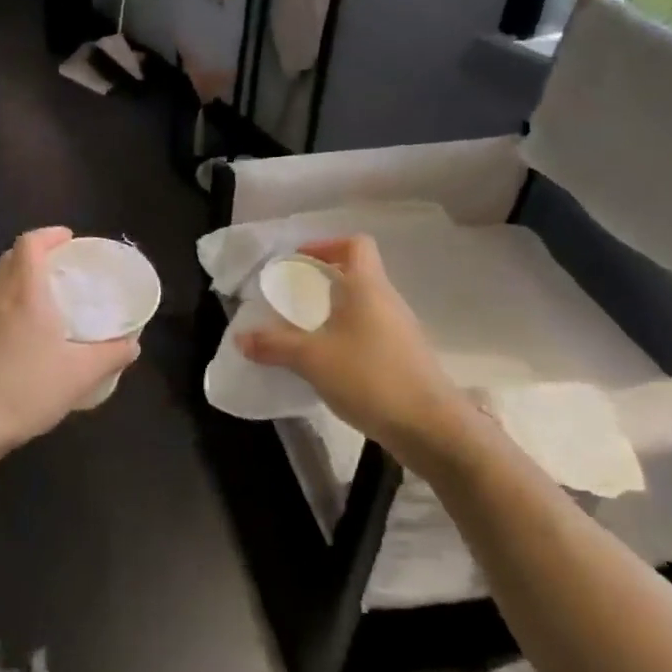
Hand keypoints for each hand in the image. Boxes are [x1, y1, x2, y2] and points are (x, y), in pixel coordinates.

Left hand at [0, 228, 139, 466]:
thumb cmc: (24, 388)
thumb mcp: (80, 375)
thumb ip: (110, 356)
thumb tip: (132, 344)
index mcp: (24, 292)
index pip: (29, 243)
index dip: (49, 235)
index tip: (70, 239)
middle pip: (11, 258)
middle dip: (37, 254)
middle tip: (63, 267)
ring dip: (21, 280)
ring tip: (47, 300)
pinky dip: (10, 305)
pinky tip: (25, 335)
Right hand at [237, 236, 471, 470]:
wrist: (431, 427)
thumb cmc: (370, 377)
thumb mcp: (312, 359)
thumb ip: (274, 345)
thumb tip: (241, 338)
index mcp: (368, 287)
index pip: (355, 244)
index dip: (326, 245)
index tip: (299, 262)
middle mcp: (387, 300)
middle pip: (356, 274)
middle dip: (322, 282)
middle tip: (291, 300)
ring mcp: (400, 330)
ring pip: (363, 306)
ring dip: (334, 312)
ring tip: (304, 333)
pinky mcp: (404, 357)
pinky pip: (370, 332)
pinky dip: (346, 337)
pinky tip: (328, 363)